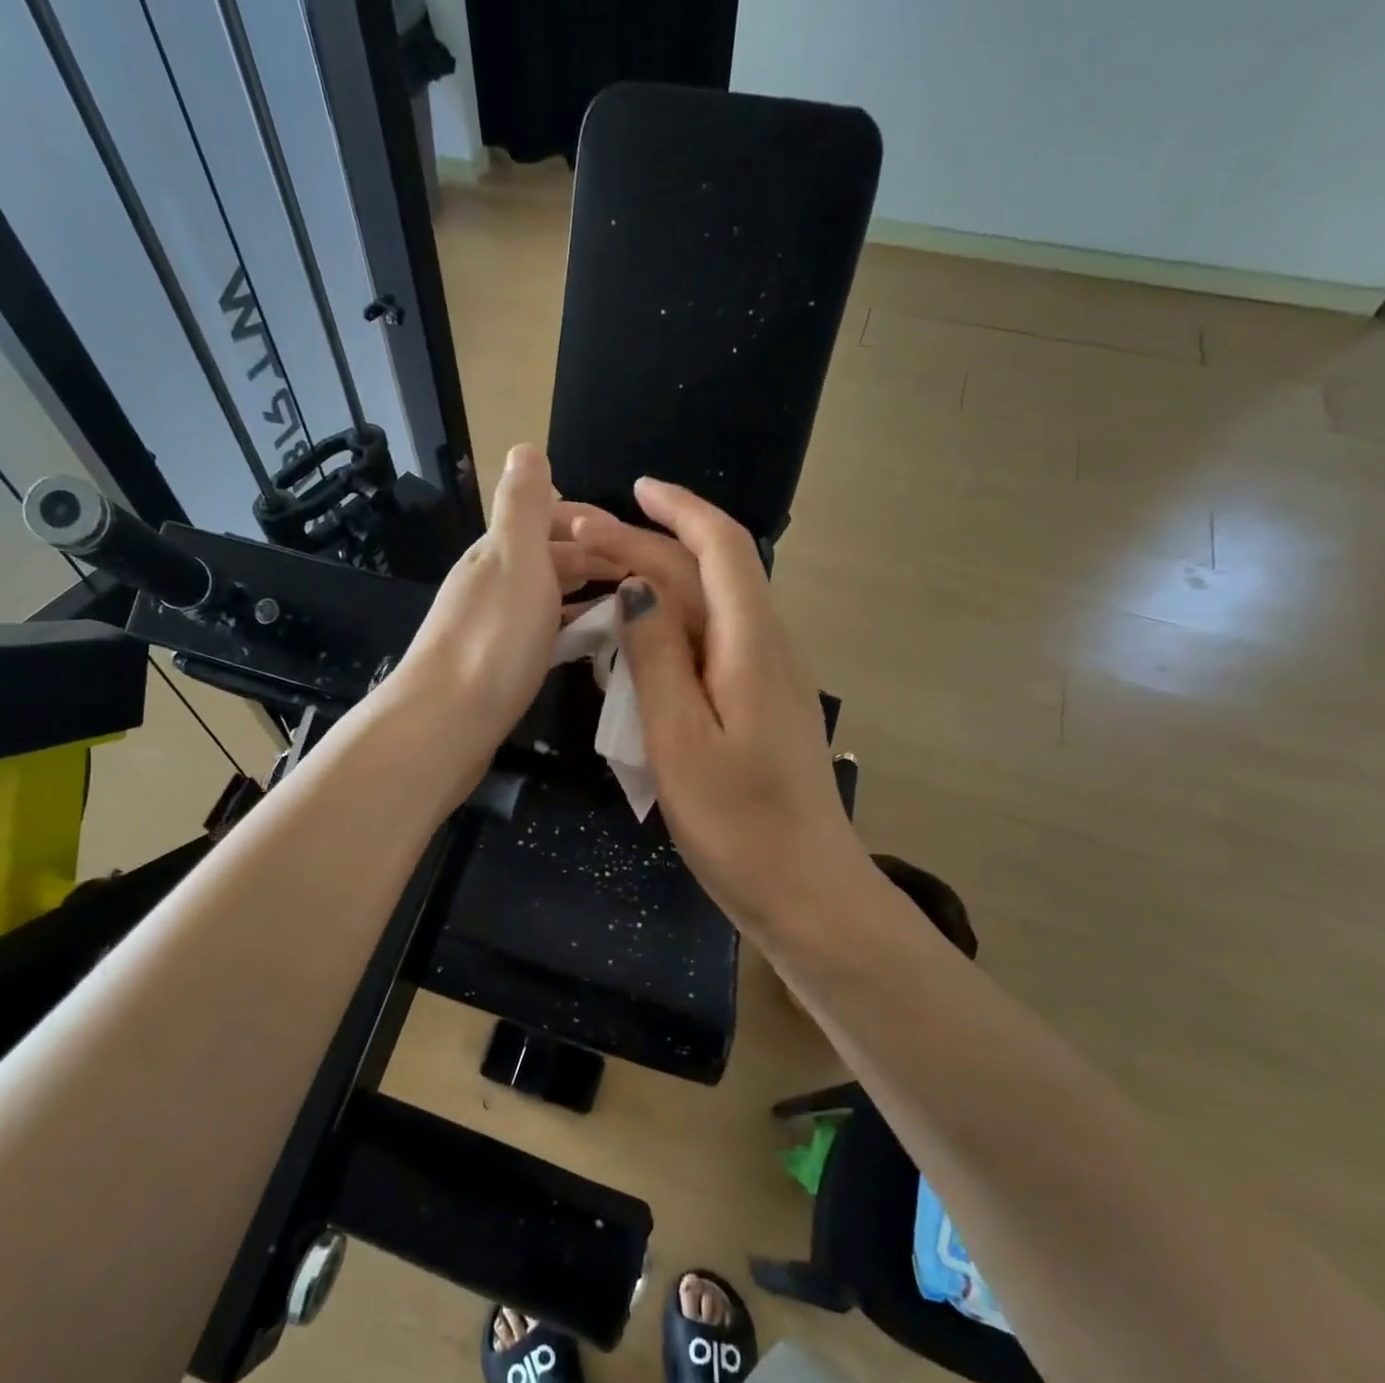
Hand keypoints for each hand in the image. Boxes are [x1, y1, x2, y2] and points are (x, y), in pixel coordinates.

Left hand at [380, 445, 620, 791]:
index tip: (635, 540)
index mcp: (497, 550)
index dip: (591, 522)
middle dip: (593, 559)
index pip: (548, 518)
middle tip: (642, 578)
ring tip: (625, 608)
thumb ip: (524, 506)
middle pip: (547, 558)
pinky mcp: (495, 664)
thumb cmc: (494, 636)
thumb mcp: (515, 557)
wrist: (447, 721)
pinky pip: (541, 633)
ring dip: (583, 594)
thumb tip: (525, 447)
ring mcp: (491, 625)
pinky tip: (586, 645)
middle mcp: (490, 582)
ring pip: (545, 596)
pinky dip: (568, 628)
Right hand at [608, 477, 869, 944]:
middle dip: (647, 546)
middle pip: (708, 575)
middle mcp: (766, 648)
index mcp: (751, 645)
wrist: (805, 891)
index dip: (679, 510)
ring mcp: (766, 678)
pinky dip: (668, 626)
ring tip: (596, 579)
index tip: (633, 490)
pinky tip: (635, 638)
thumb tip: (637, 586)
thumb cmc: (740, 824)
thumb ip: (657, 658)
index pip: (722, 549)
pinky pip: (710, 645)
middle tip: (580, 542)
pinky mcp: (758, 707)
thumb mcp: (680, 741)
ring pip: (708, 609)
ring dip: (656, 583)